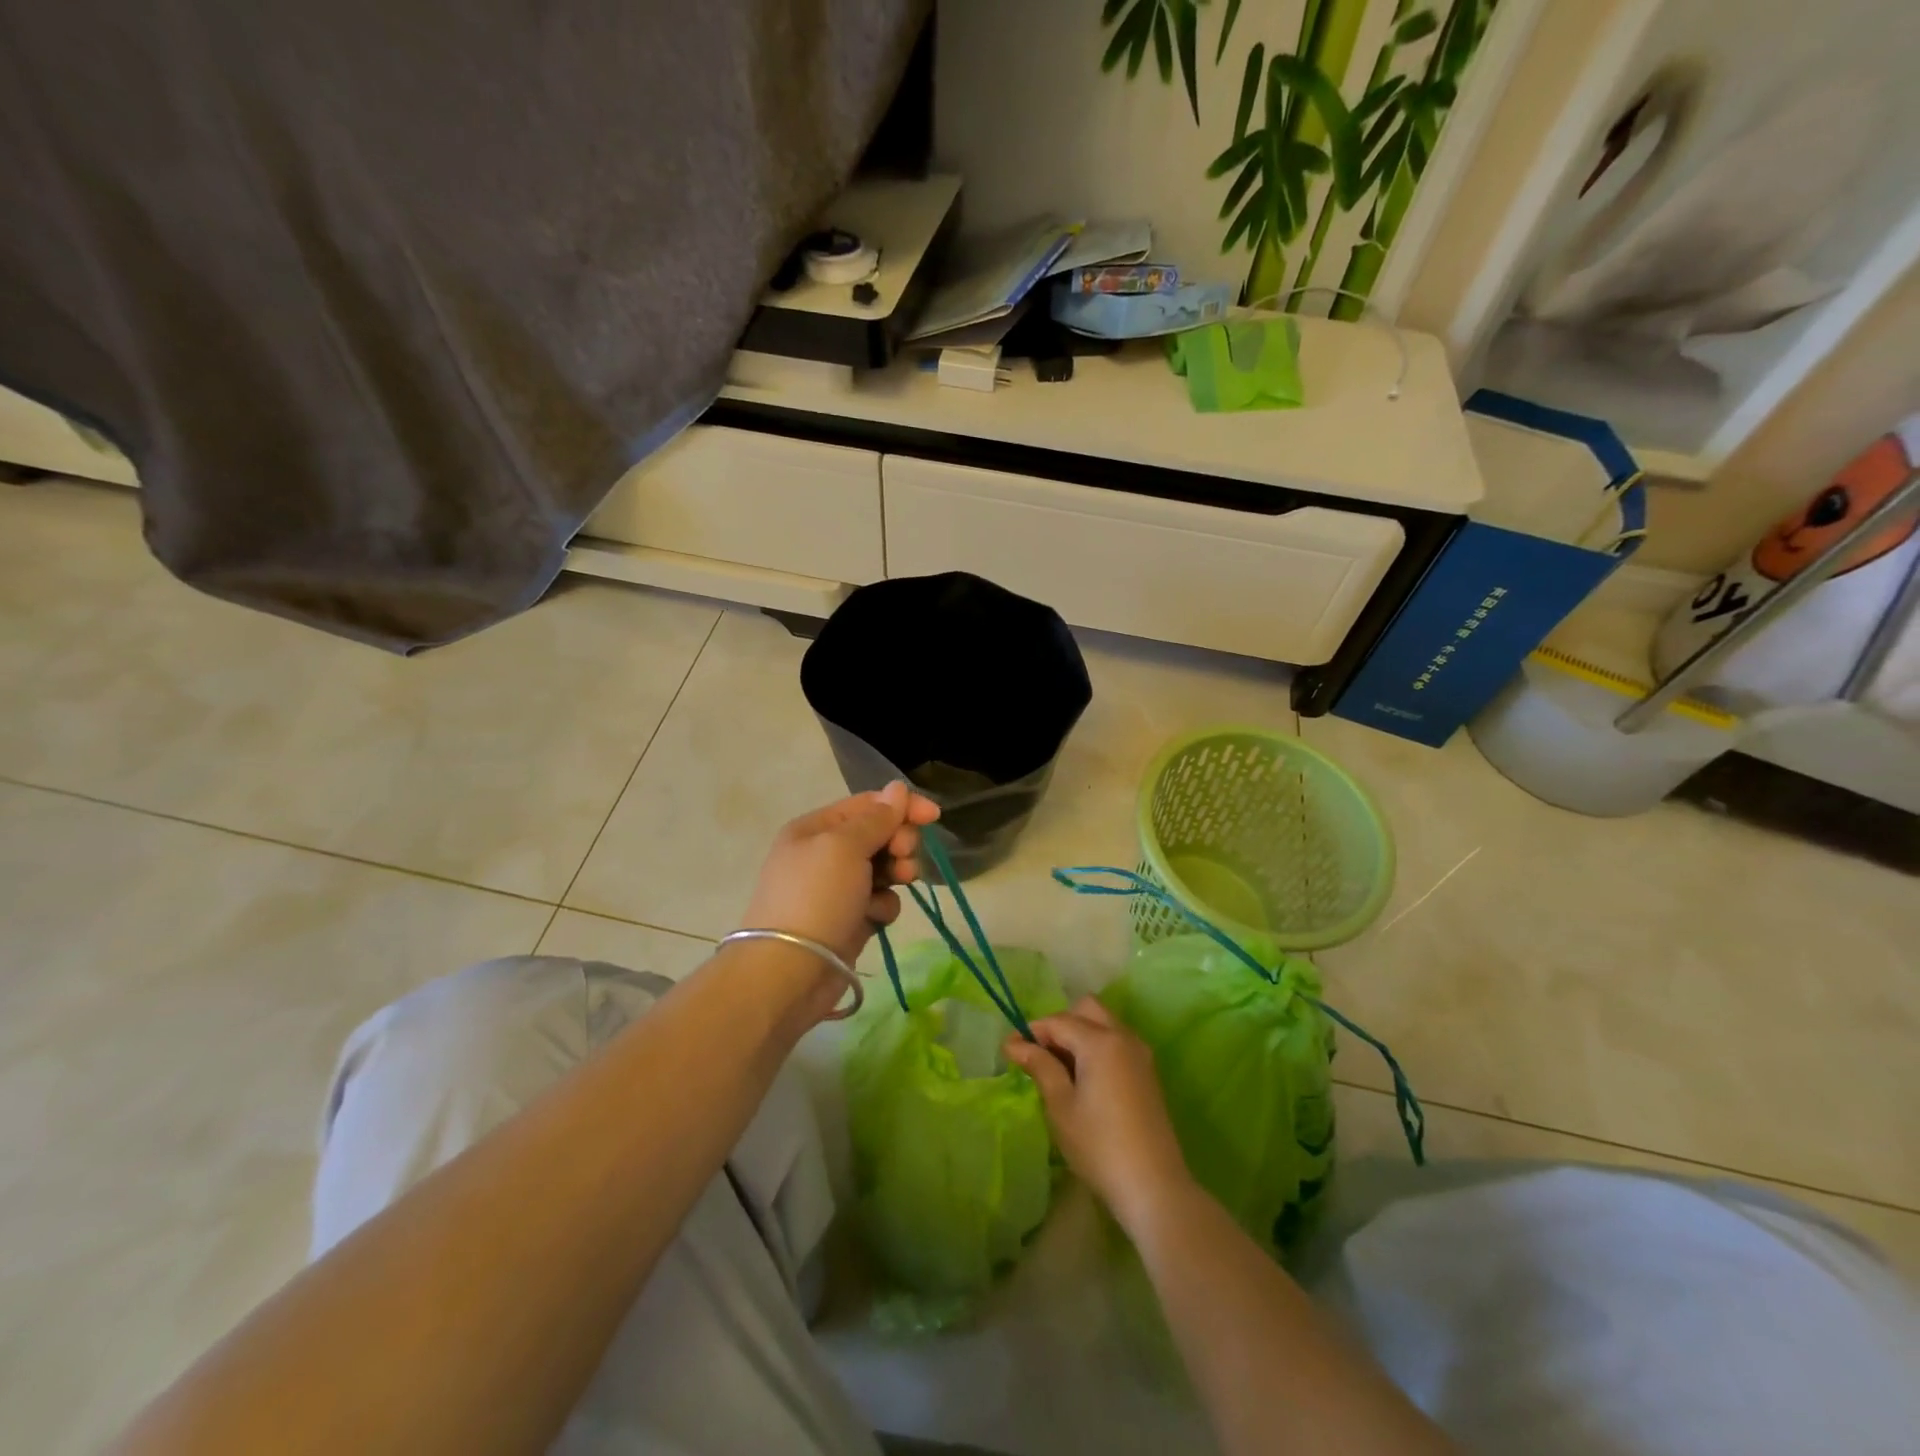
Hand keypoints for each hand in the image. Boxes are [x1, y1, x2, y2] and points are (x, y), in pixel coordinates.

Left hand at [740, 781, 941, 967]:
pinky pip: (879, 902)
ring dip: (896, 873)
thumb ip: (876, 818)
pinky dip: (882, 906)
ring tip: (897, 884)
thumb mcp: (845, 846)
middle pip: (878, 835)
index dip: (902, 806)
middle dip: (899, 842)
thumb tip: (897, 788)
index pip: (868, 804)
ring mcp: (837, 889)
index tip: (934, 816)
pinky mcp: (849, 920)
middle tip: (903, 856)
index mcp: (816, 828)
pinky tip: (874, 917)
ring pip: (883, 868)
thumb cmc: (816, 897)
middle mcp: (824, 854)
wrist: (789, 972)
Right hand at [1004, 997, 1196, 1233]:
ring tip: (1058, 1069)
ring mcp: (1140, 1054)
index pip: (1058, 1021)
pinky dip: (1096, 1047)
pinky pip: (1116, 1043)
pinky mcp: (1147, 1072)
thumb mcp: (1061, 1105)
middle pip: (1086, 1009)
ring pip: (1104, 1024)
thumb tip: (1015, 1043)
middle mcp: (1124, 1037)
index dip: (1031, 1031)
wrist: (1153, 1186)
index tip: (1008, 1050)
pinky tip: (1083, 1079)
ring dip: (1079, 1034)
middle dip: (1059, 1024)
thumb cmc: (1099, 1145)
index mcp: (1101, 1041)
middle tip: (1039, 1055)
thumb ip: (1040, 1066)